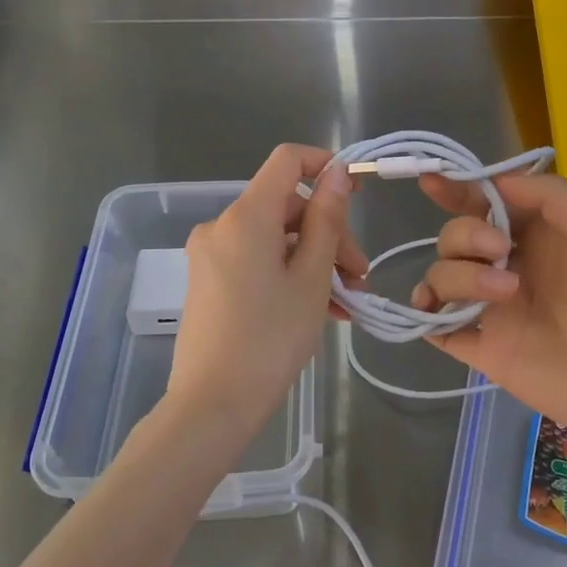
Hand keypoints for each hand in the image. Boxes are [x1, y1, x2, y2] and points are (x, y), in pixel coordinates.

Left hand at [167, 144, 365, 437]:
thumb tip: (336, 172)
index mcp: (245, 216)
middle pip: (286, 207)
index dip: (324, 165)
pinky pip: (256, 261)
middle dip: (328, 235)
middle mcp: (221, 225)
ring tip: (345, 303)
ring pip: (275, 238)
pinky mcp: (207, 280)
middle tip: (359, 278)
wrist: (212, 405)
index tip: (356, 195)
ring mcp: (210, 254)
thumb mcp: (312, 278)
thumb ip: (327, 220)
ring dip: (314, 261)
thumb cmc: (270, 338)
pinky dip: (288, 275)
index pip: (287, 160)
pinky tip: (318, 310)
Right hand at [411, 173, 566, 467]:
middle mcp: (510, 267)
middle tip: (499, 250)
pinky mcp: (483, 348)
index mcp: (539, 237)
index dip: (457, 190)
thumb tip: (493, 182)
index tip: (432, 181)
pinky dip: (423, 313)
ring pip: (442, 275)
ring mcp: (493, 309)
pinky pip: (434, 324)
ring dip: (459, 274)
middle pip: (456, 237)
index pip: (486, 206)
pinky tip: (432, 310)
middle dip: (467, 234)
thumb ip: (549, 195)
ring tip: (504, 293)